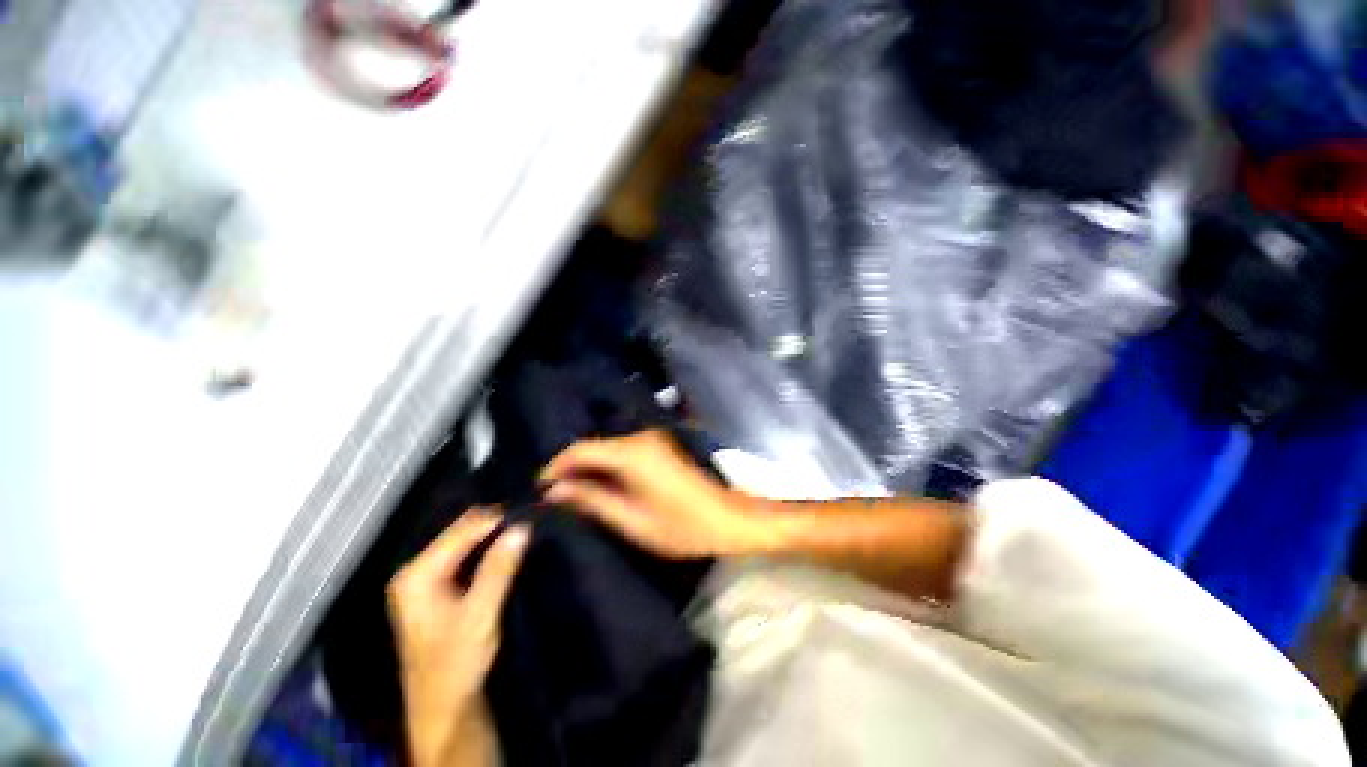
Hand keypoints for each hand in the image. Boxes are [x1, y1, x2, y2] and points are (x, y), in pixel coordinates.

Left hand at [387, 511, 527, 766]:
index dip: (496, 520)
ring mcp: (426, 581)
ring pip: (465, 544)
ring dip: (494, 537)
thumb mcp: (480, 615)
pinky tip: (509, 549)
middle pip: (461, 533)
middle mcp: (416, 571)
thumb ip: (498, 569)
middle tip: (530, 519)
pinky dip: (488, 551)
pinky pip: (467, 557)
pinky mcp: (439, 591)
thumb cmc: (456, 663)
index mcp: (417, 575)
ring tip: (525, 530)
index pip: (462, 531)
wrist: (444, 708)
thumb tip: (522, 527)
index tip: (530, 512)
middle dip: (495, 525)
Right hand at [539, 431, 767, 558]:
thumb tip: (554, 491)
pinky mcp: (659, 447)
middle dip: (570, 469)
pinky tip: (599, 486)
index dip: (554, 467)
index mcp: (631, 453)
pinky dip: (606, 467)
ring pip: (607, 448)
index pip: (580, 450)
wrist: (726, 519)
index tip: (537, 489)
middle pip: (593, 447)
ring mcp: (652, 440)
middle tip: (551, 497)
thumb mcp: (631, 520)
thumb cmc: (680, 527)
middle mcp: (639, 438)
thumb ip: (591, 501)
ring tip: (570, 495)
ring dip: (588, 468)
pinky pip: (622, 452)